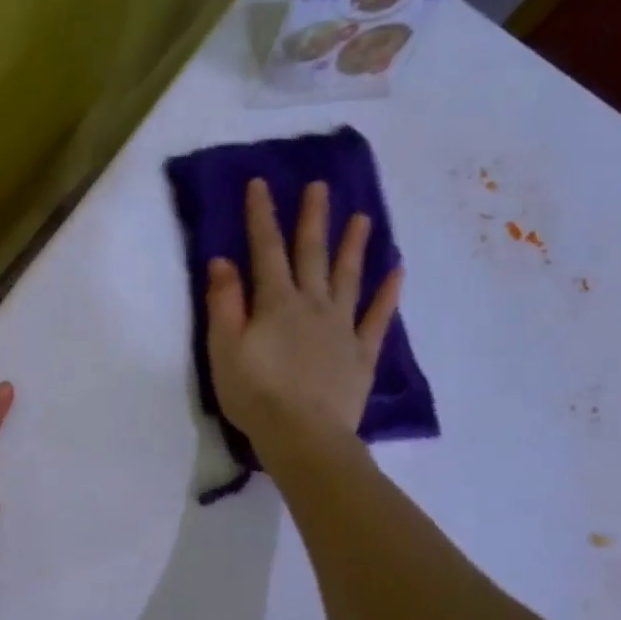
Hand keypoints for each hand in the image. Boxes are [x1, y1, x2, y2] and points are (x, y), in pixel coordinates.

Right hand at [206, 177, 402, 465]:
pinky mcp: (361, 354)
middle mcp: (312, 305)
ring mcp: (342, 328)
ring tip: (363, 217)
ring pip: (349, 278)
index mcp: (276, 304)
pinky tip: (397, 271)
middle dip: (313, 218)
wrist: (303, 436)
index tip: (260, 183)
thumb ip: (223, 304)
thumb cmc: (255, 395)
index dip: (261, 216)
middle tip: (320, 185)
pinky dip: (388, 293)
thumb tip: (223, 261)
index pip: (265, 251)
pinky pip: (377, 317)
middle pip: (312, 255)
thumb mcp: (223, 350)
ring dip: (354, 245)